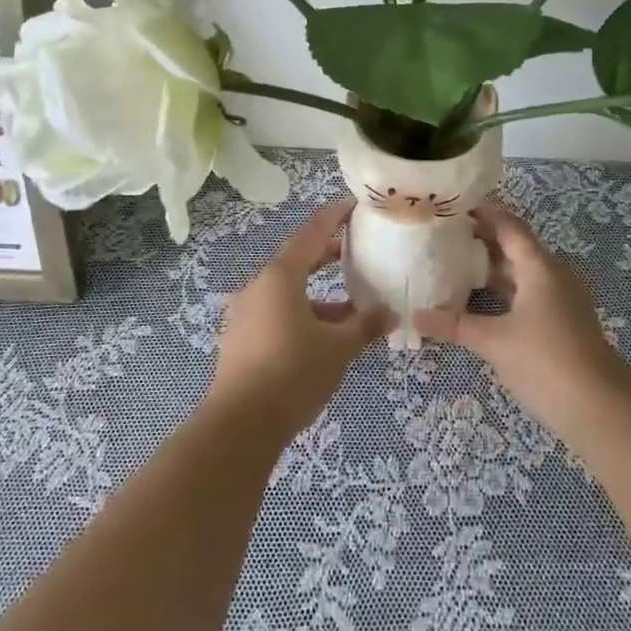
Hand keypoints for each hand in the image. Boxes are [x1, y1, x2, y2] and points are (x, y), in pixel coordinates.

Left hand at [203, 197, 392, 441]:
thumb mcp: (338, 348)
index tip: (354, 205)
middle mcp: (259, 286)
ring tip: (350, 305)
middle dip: (327, 254)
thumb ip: (365, 326)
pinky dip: (302, 313)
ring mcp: (245, 312)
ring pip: (288, 291)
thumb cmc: (293, 372)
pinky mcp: (240, 337)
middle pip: (297, 260)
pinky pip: (276, 312)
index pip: (312, 233)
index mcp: (280, 276)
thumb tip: (390, 314)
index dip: (334, 217)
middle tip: (355, 249)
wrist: (240, 424)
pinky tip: (323, 335)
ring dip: (318, 294)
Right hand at [414, 202, 630, 436]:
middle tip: (444, 233)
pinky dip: (504, 289)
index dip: (484, 212)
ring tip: (454, 262)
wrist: (600, 410)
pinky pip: (528, 292)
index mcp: (539, 267)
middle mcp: (553, 275)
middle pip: (515, 246)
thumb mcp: (493, 342)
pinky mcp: (563, 322)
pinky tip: (479, 300)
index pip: (509, 226)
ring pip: (522, 271)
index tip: (454, 203)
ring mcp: (561, 299)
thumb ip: (454, 325)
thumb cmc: (545, 362)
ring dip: (492, 266)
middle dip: (482, 238)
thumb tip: (416, 316)